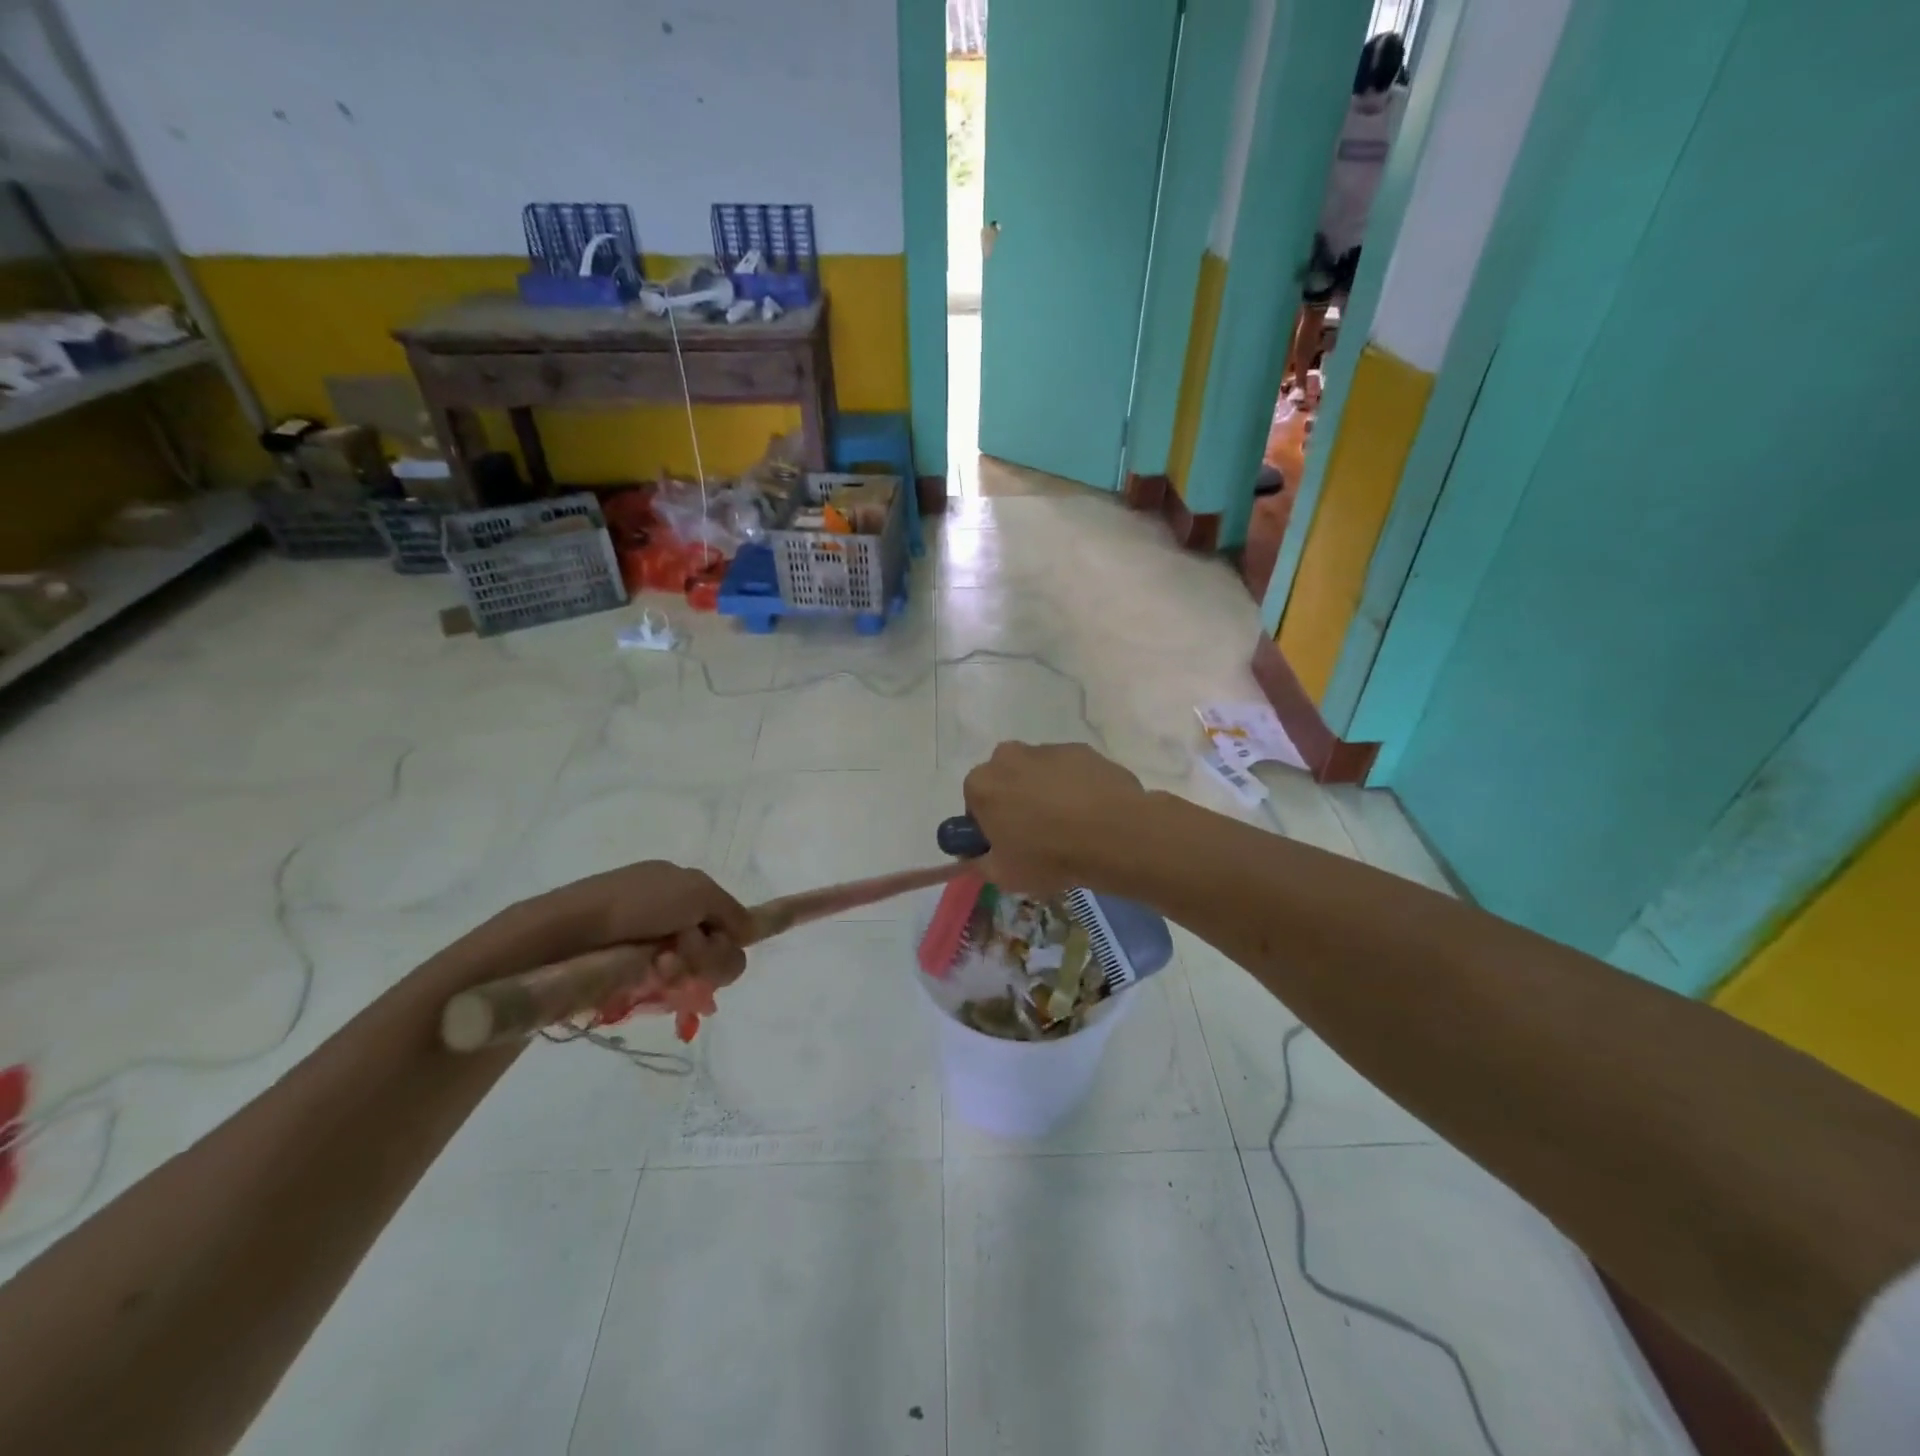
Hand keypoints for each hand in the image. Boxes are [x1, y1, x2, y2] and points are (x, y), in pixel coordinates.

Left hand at [446, 862, 753, 1038]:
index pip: (728, 920)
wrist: (569, 934)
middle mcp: (671, 918)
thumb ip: (732, 911)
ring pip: (698, 975)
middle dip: (709, 955)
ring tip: (660, 968)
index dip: (729, 935)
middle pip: (720, 951)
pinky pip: (670, 990)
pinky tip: (649, 980)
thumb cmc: (635, 903)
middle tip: (683, 953)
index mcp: (682, 889)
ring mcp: (651, 951)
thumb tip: (748, 933)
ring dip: (689, 970)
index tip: (726, 941)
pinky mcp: (632, 980)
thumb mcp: (697, 890)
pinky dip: (667, 985)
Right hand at [962, 742, 1146, 895]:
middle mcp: (1009, 756)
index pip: (974, 801)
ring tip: (1071, 827)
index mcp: (982, 783)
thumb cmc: (1049, 856)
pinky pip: (1070, 771)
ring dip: (1046, 793)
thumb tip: (976, 857)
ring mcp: (1048, 749)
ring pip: (1038, 773)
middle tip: (1037, 836)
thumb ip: (980, 864)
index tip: (1006, 845)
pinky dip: (1075, 787)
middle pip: (1006, 780)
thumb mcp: (1004, 876)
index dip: (989, 825)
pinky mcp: (1082, 750)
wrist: (1114, 834)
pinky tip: (1092, 813)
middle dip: (1016, 802)